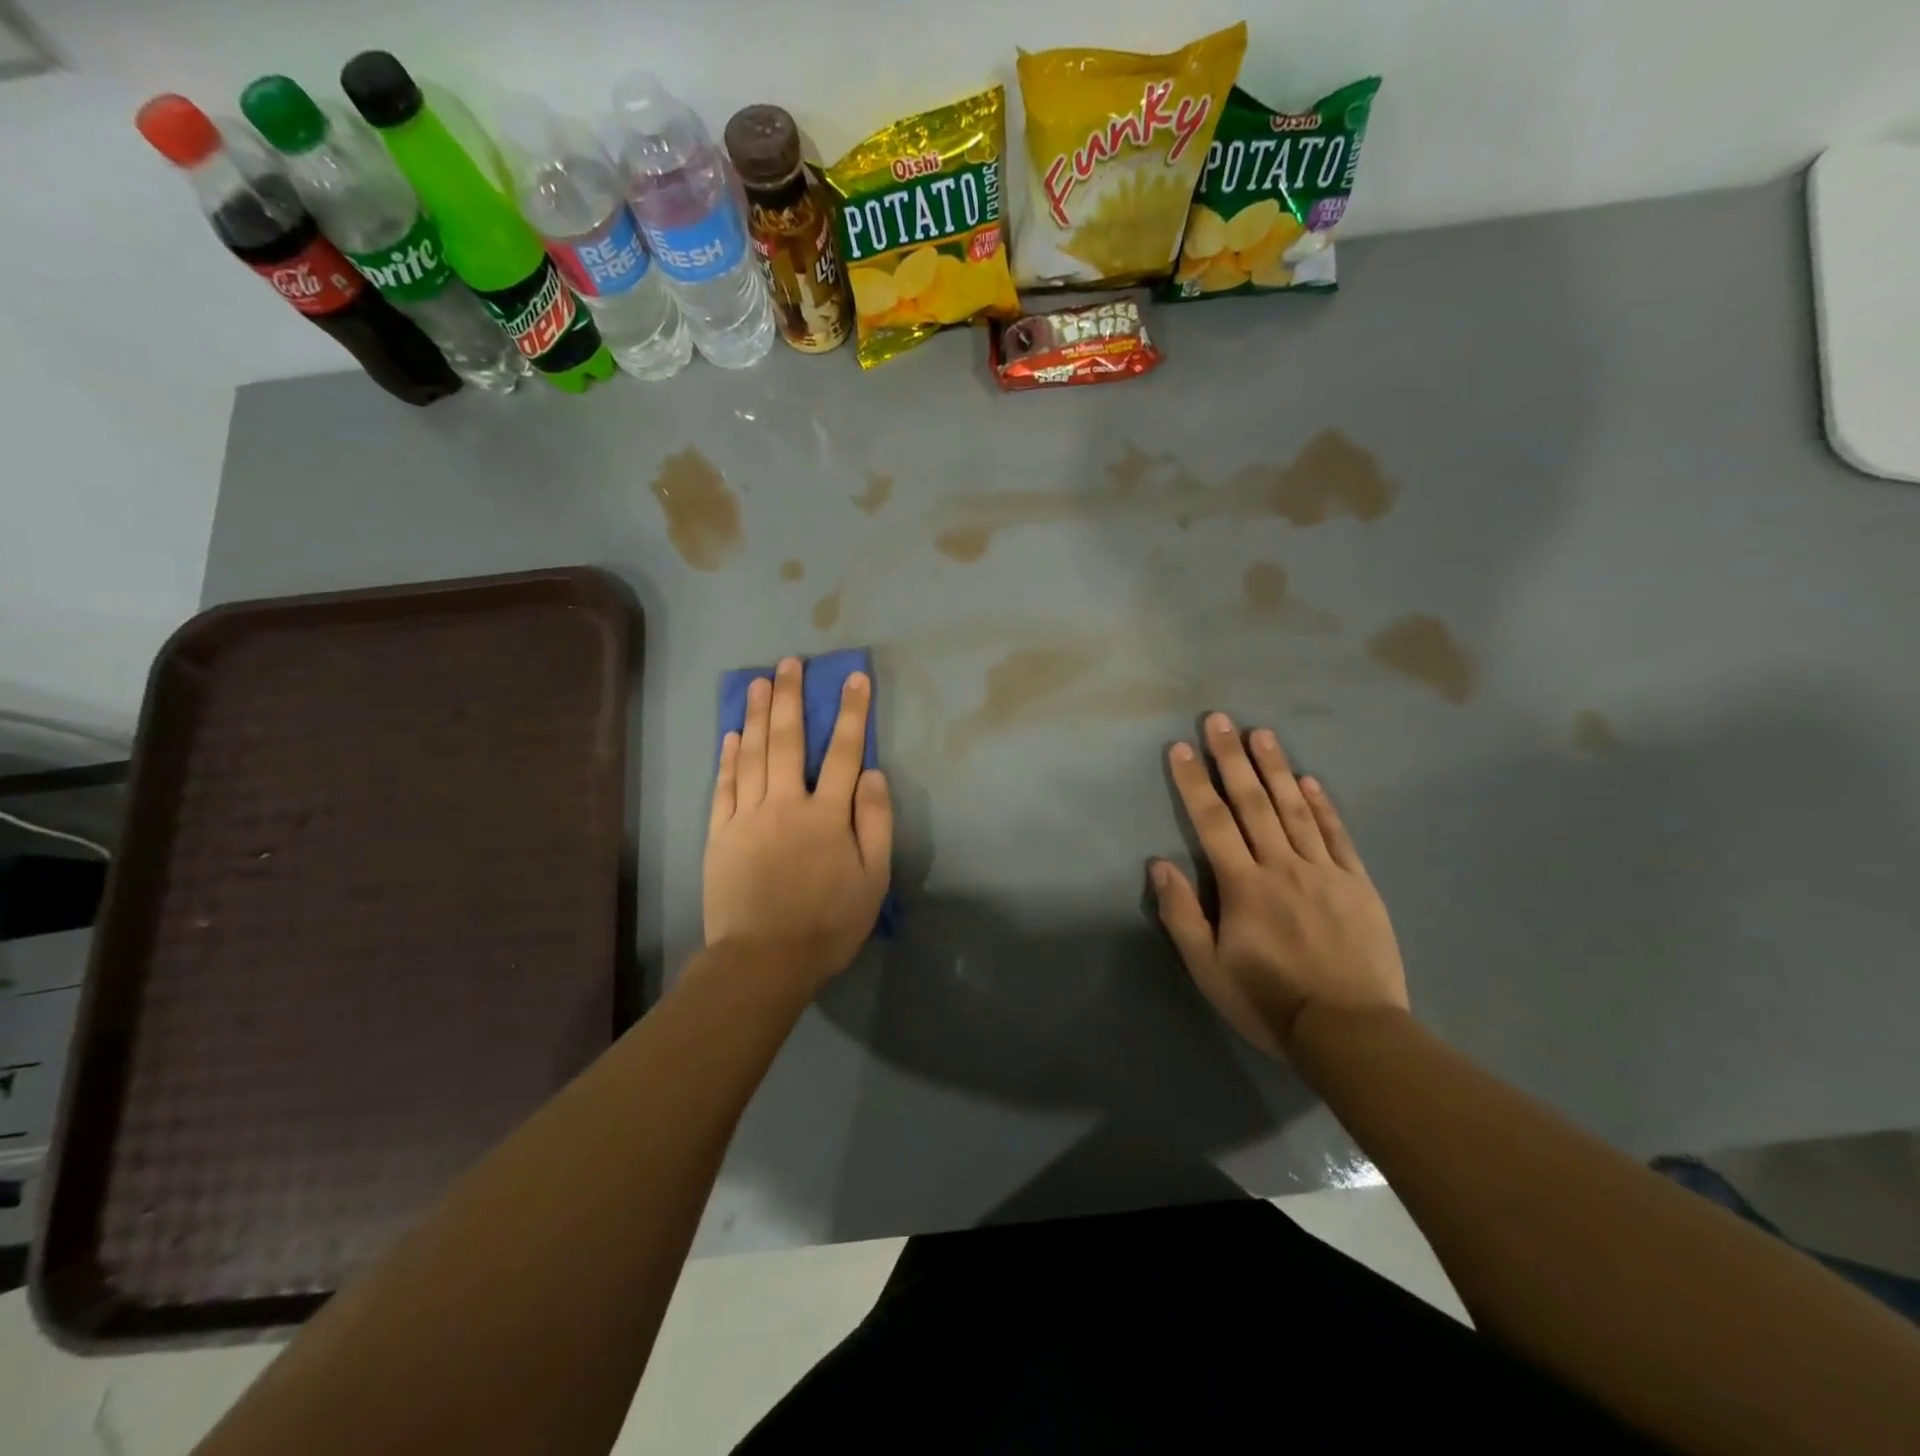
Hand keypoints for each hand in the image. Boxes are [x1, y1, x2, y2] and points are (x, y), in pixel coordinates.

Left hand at [704, 658, 892, 987]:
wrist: (762, 961)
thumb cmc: (828, 924)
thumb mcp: (873, 880)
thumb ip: (876, 822)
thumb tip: (871, 773)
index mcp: (827, 815)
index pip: (844, 752)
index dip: (852, 713)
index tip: (854, 678)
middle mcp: (785, 804)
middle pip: (788, 741)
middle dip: (792, 698)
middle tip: (791, 663)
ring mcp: (747, 817)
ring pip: (752, 755)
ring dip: (757, 715)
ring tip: (760, 682)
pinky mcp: (719, 834)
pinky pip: (724, 786)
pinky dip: (728, 757)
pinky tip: (732, 734)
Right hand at [1152, 714, 1407, 1057]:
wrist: (1351, 1031)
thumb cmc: (1269, 1002)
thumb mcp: (1209, 970)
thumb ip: (1183, 915)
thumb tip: (1161, 865)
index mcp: (1243, 886)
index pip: (1212, 822)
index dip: (1194, 782)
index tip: (1181, 747)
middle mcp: (1281, 866)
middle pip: (1252, 803)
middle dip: (1231, 758)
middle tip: (1219, 718)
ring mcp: (1323, 871)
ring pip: (1295, 809)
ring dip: (1275, 768)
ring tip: (1261, 733)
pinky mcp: (1356, 884)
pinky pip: (1336, 835)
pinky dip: (1322, 805)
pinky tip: (1310, 780)